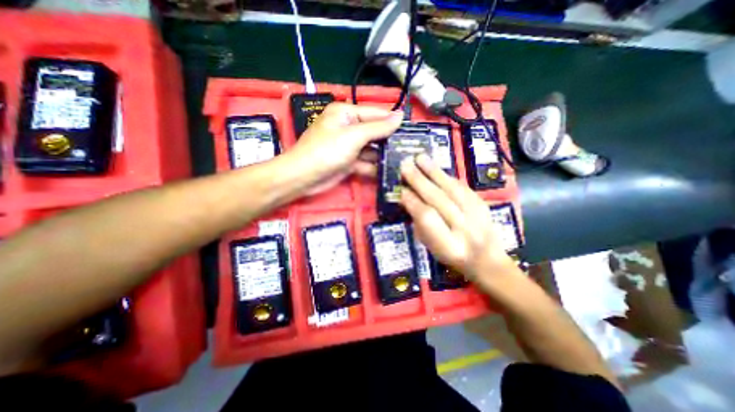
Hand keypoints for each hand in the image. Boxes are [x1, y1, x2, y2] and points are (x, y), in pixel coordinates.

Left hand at [287, 101, 400, 191]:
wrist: (304, 177)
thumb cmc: (327, 151)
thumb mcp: (354, 136)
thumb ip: (378, 127)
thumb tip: (400, 115)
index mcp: (346, 113)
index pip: (375, 114)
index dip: (393, 120)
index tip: (411, 129)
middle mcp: (348, 127)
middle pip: (374, 132)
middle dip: (389, 140)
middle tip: (409, 147)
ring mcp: (348, 146)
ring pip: (371, 149)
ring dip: (383, 155)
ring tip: (403, 160)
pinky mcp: (348, 162)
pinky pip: (365, 162)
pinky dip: (374, 167)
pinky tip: (388, 170)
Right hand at [401, 155, 515, 286]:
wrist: (488, 261)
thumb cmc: (453, 257)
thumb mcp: (432, 247)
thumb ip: (421, 224)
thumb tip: (409, 199)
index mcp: (449, 246)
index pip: (428, 219)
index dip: (413, 202)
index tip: (401, 190)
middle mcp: (465, 230)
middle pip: (440, 200)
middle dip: (420, 181)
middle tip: (405, 166)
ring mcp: (478, 216)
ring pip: (452, 189)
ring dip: (434, 172)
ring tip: (420, 158)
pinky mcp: (483, 205)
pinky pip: (462, 187)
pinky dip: (446, 176)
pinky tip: (435, 168)